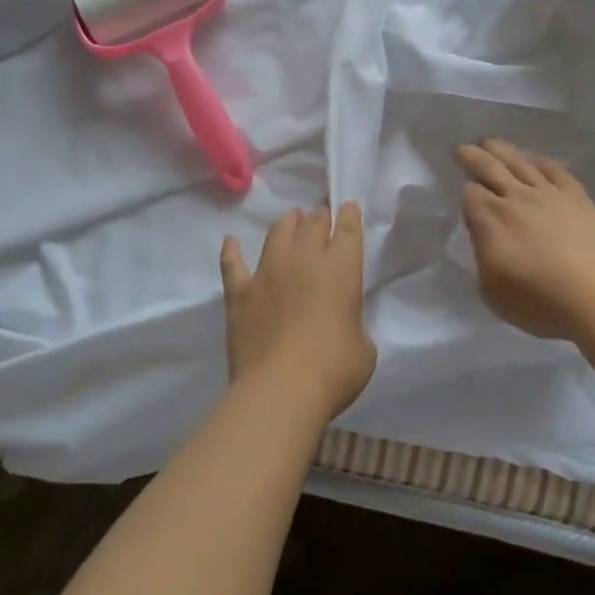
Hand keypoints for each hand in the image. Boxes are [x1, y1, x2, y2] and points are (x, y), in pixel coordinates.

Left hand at [220, 203, 376, 424]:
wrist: (280, 389)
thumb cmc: (334, 370)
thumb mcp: (363, 348)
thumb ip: (352, 325)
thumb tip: (340, 324)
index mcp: (341, 270)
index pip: (348, 230)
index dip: (349, 215)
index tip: (348, 206)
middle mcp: (304, 261)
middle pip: (312, 224)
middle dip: (319, 216)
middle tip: (320, 215)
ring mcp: (268, 273)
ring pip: (277, 234)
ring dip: (286, 223)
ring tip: (290, 219)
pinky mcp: (240, 293)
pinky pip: (233, 264)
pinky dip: (231, 251)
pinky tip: (231, 242)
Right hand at [457, 139, 594, 339]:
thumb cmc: (539, 302)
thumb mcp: (491, 290)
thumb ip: (483, 256)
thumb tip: (484, 235)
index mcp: (491, 220)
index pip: (470, 194)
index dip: (465, 193)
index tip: (464, 197)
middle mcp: (517, 199)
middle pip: (490, 168)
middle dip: (472, 157)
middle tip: (461, 148)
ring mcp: (549, 195)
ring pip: (520, 163)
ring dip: (502, 150)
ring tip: (490, 142)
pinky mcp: (578, 198)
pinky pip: (555, 170)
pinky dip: (541, 161)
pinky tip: (536, 160)